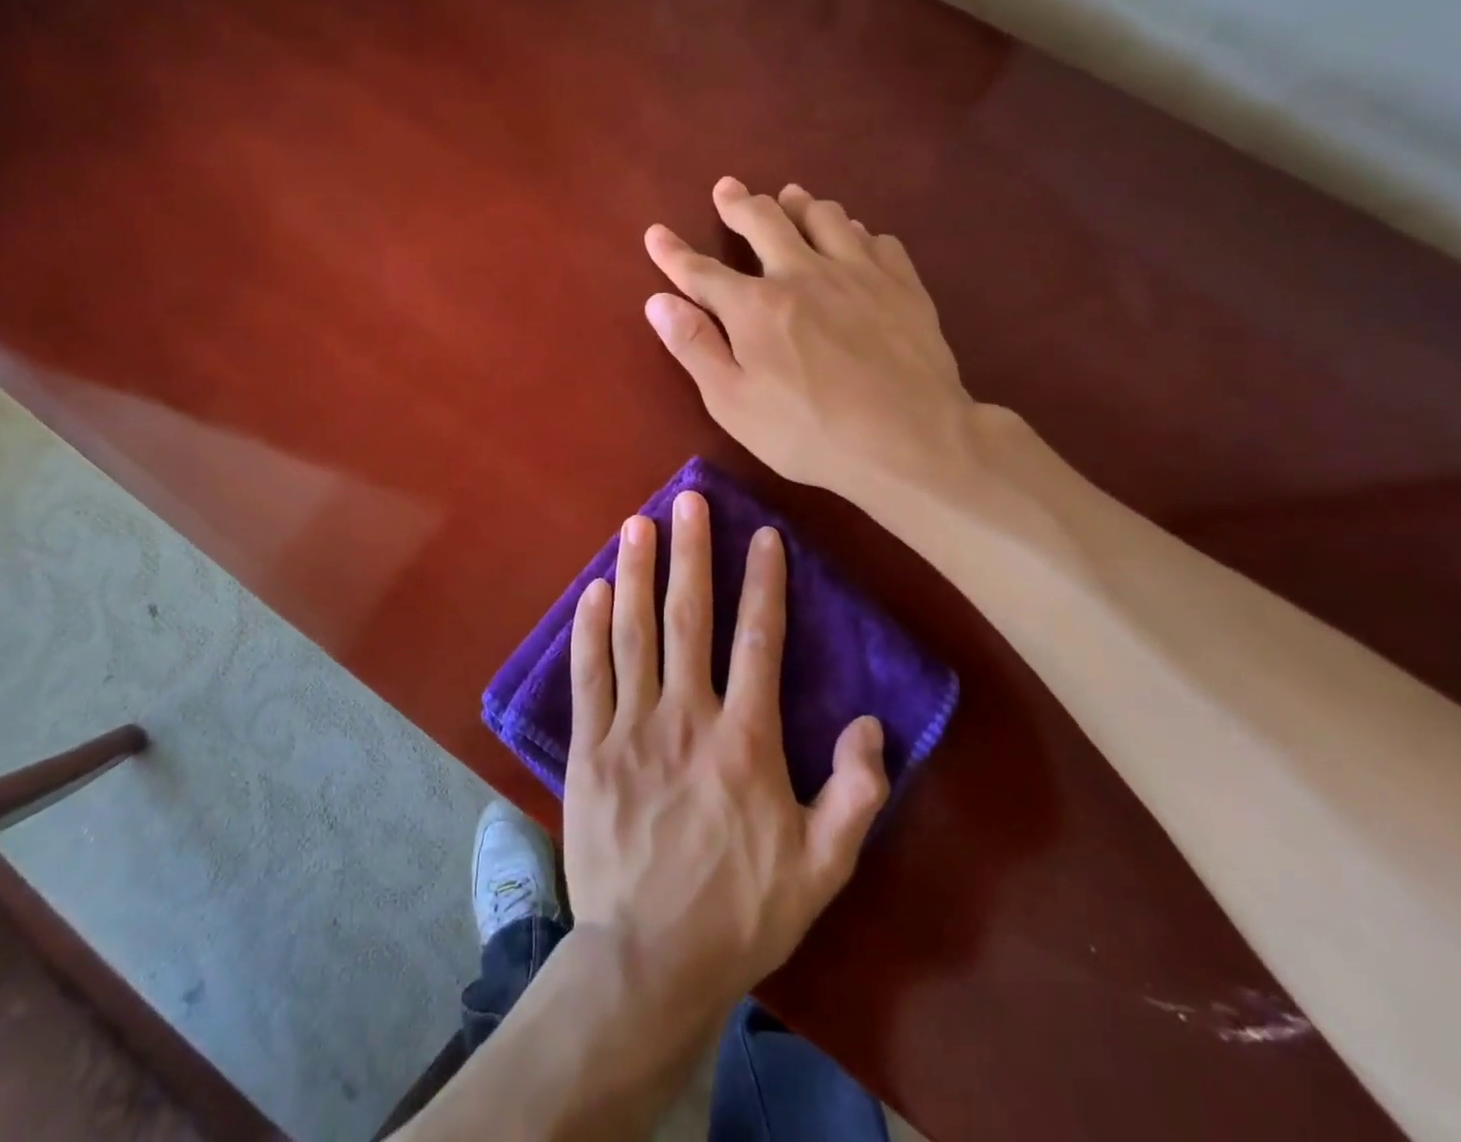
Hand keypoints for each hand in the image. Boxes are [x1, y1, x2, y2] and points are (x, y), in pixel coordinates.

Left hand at [561, 489, 887, 1022]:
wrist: (648, 959)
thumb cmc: (740, 911)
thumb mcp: (822, 868)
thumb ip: (856, 794)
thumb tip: (872, 723)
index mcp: (745, 741)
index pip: (758, 641)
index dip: (763, 583)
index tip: (763, 534)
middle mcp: (686, 717)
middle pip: (688, 619)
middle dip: (692, 553)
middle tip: (688, 499)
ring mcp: (631, 728)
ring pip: (633, 633)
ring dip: (636, 573)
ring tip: (637, 523)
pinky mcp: (589, 747)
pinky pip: (588, 676)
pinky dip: (590, 629)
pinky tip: (593, 590)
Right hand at [644, 177, 979, 505]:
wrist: (910, 440)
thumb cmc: (808, 433)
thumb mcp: (733, 403)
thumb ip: (695, 348)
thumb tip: (659, 302)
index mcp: (756, 306)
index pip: (702, 271)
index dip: (673, 253)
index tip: (655, 232)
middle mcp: (803, 273)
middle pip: (765, 222)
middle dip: (739, 204)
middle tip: (728, 189)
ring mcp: (858, 273)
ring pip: (825, 217)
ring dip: (800, 204)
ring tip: (790, 196)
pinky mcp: (902, 284)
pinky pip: (875, 239)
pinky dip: (855, 232)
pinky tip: (855, 238)